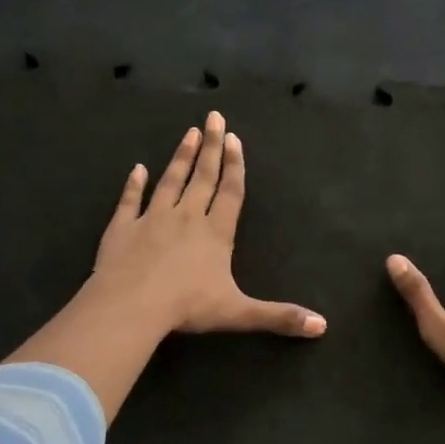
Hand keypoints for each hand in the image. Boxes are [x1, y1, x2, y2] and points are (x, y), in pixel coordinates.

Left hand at [91, 110, 325, 338]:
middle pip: (202, 177)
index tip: (234, 138)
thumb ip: (280, 316)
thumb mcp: (240, 313)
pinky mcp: (122, 229)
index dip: (234, 165)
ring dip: (180, 157)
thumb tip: (322, 326)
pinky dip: (133, 184)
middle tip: (214, 117)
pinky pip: (129, 201)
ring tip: (189, 133)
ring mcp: (151, 220)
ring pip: (169, 181)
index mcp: (215, 233)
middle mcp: (186, 218)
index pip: (229, 192)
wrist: (132, 306)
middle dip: (211, 147)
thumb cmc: (188, 307)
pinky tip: (136, 169)